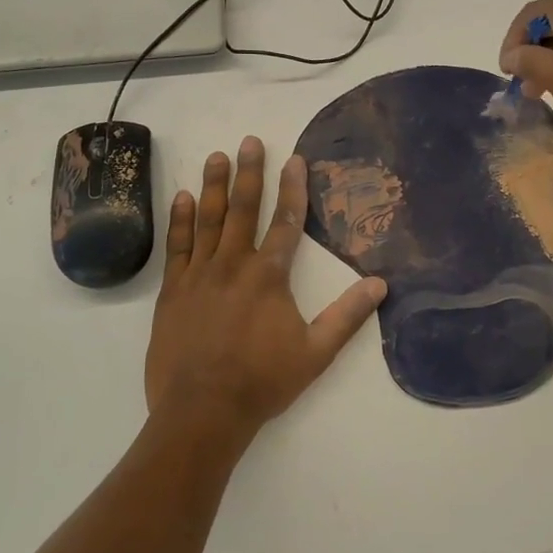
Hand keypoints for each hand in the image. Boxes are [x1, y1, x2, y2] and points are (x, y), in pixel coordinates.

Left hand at [145, 136, 385, 450]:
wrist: (202, 411)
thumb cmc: (263, 381)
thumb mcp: (316, 352)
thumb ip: (348, 315)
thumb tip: (380, 284)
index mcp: (269, 276)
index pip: (287, 222)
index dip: (293, 188)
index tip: (294, 159)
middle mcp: (234, 265)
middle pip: (243, 210)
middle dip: (249, 173)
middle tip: (249, 141)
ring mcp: (199, 275)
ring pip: (208, 220)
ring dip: (214, 186)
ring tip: (217, 156)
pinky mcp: (173, 291)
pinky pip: (177, 247)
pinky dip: (181, 220)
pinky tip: (183, 198)